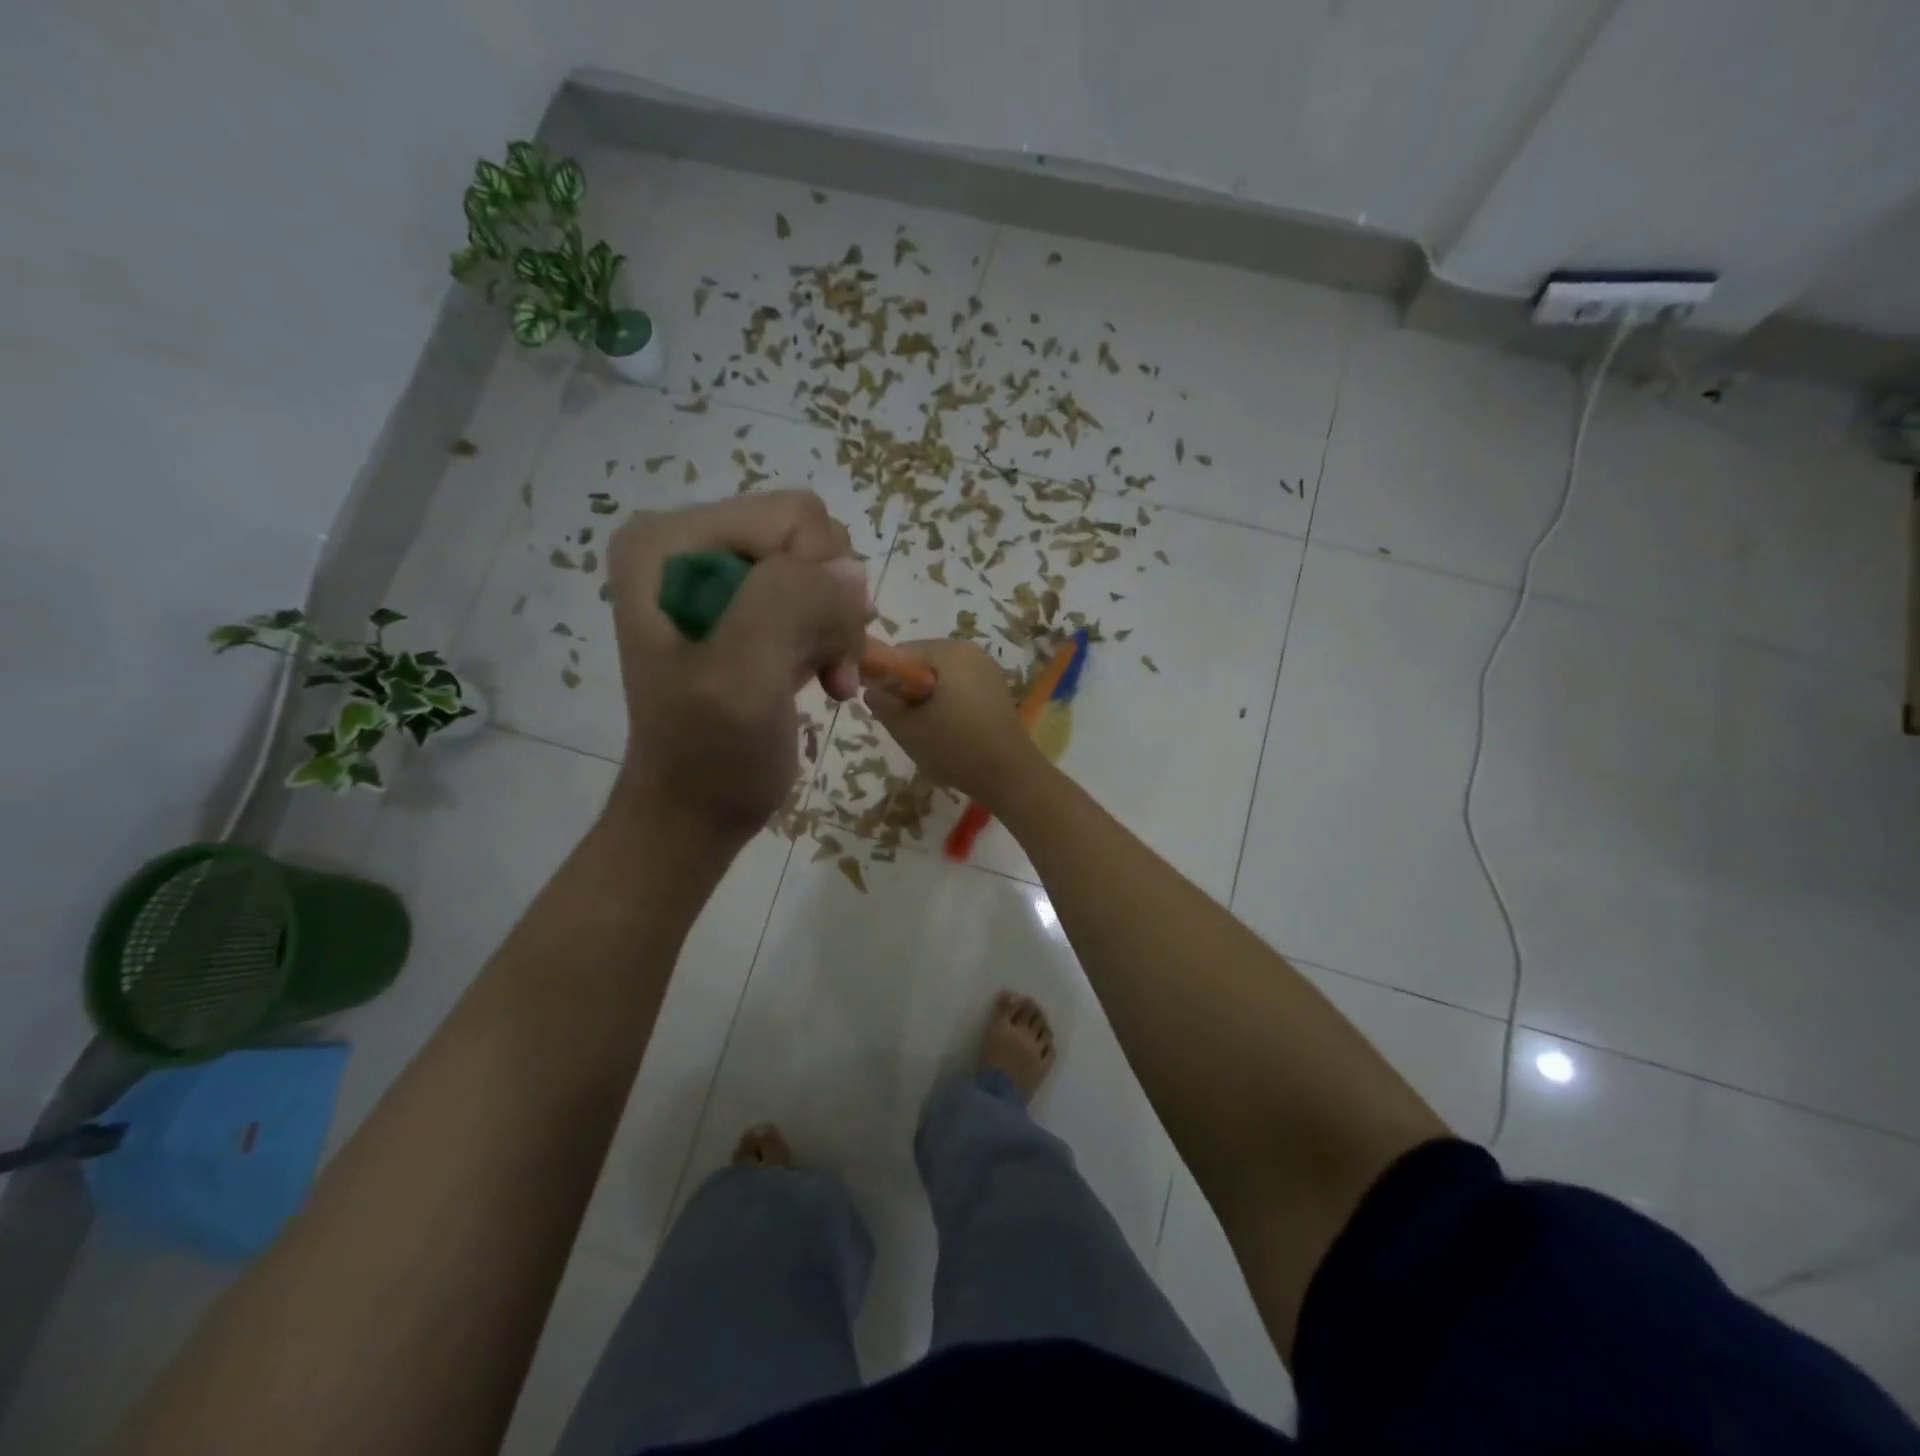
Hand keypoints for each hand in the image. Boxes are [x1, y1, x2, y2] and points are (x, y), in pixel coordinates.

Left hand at [606, 492, 869, 842]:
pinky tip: (827, 679)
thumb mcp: (742, 676)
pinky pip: (820, 599)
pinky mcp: (747, 609)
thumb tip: (850, 574)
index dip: (821, 580)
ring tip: (830, 677)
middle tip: (827, 665)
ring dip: (838, 629)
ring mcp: (721, 578)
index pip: (792, 518)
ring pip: (824, 571)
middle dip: (832, 606)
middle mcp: (691, 545)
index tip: (816, 646)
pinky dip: (834, 641)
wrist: (694, 812)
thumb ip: (789, 603)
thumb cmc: (710, 753)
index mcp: (670, 543)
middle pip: (812, 539)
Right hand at [864, 640, 1046, 807]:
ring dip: (928, 703)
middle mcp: (972, 653)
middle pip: (923, 665)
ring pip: (941, 681)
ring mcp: (988, 672)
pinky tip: (951, 737)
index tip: (886, 709)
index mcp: (949, 651)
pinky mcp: (997, 693)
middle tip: (907, 726)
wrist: (1010, 776)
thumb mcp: (907, 728)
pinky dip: (948, 709)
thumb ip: (882, 704)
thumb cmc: (955, 746)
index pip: (901, 653)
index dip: (886, 679)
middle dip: (909, 692)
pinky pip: (960, 692)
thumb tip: (873, 690)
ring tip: (929, 735)